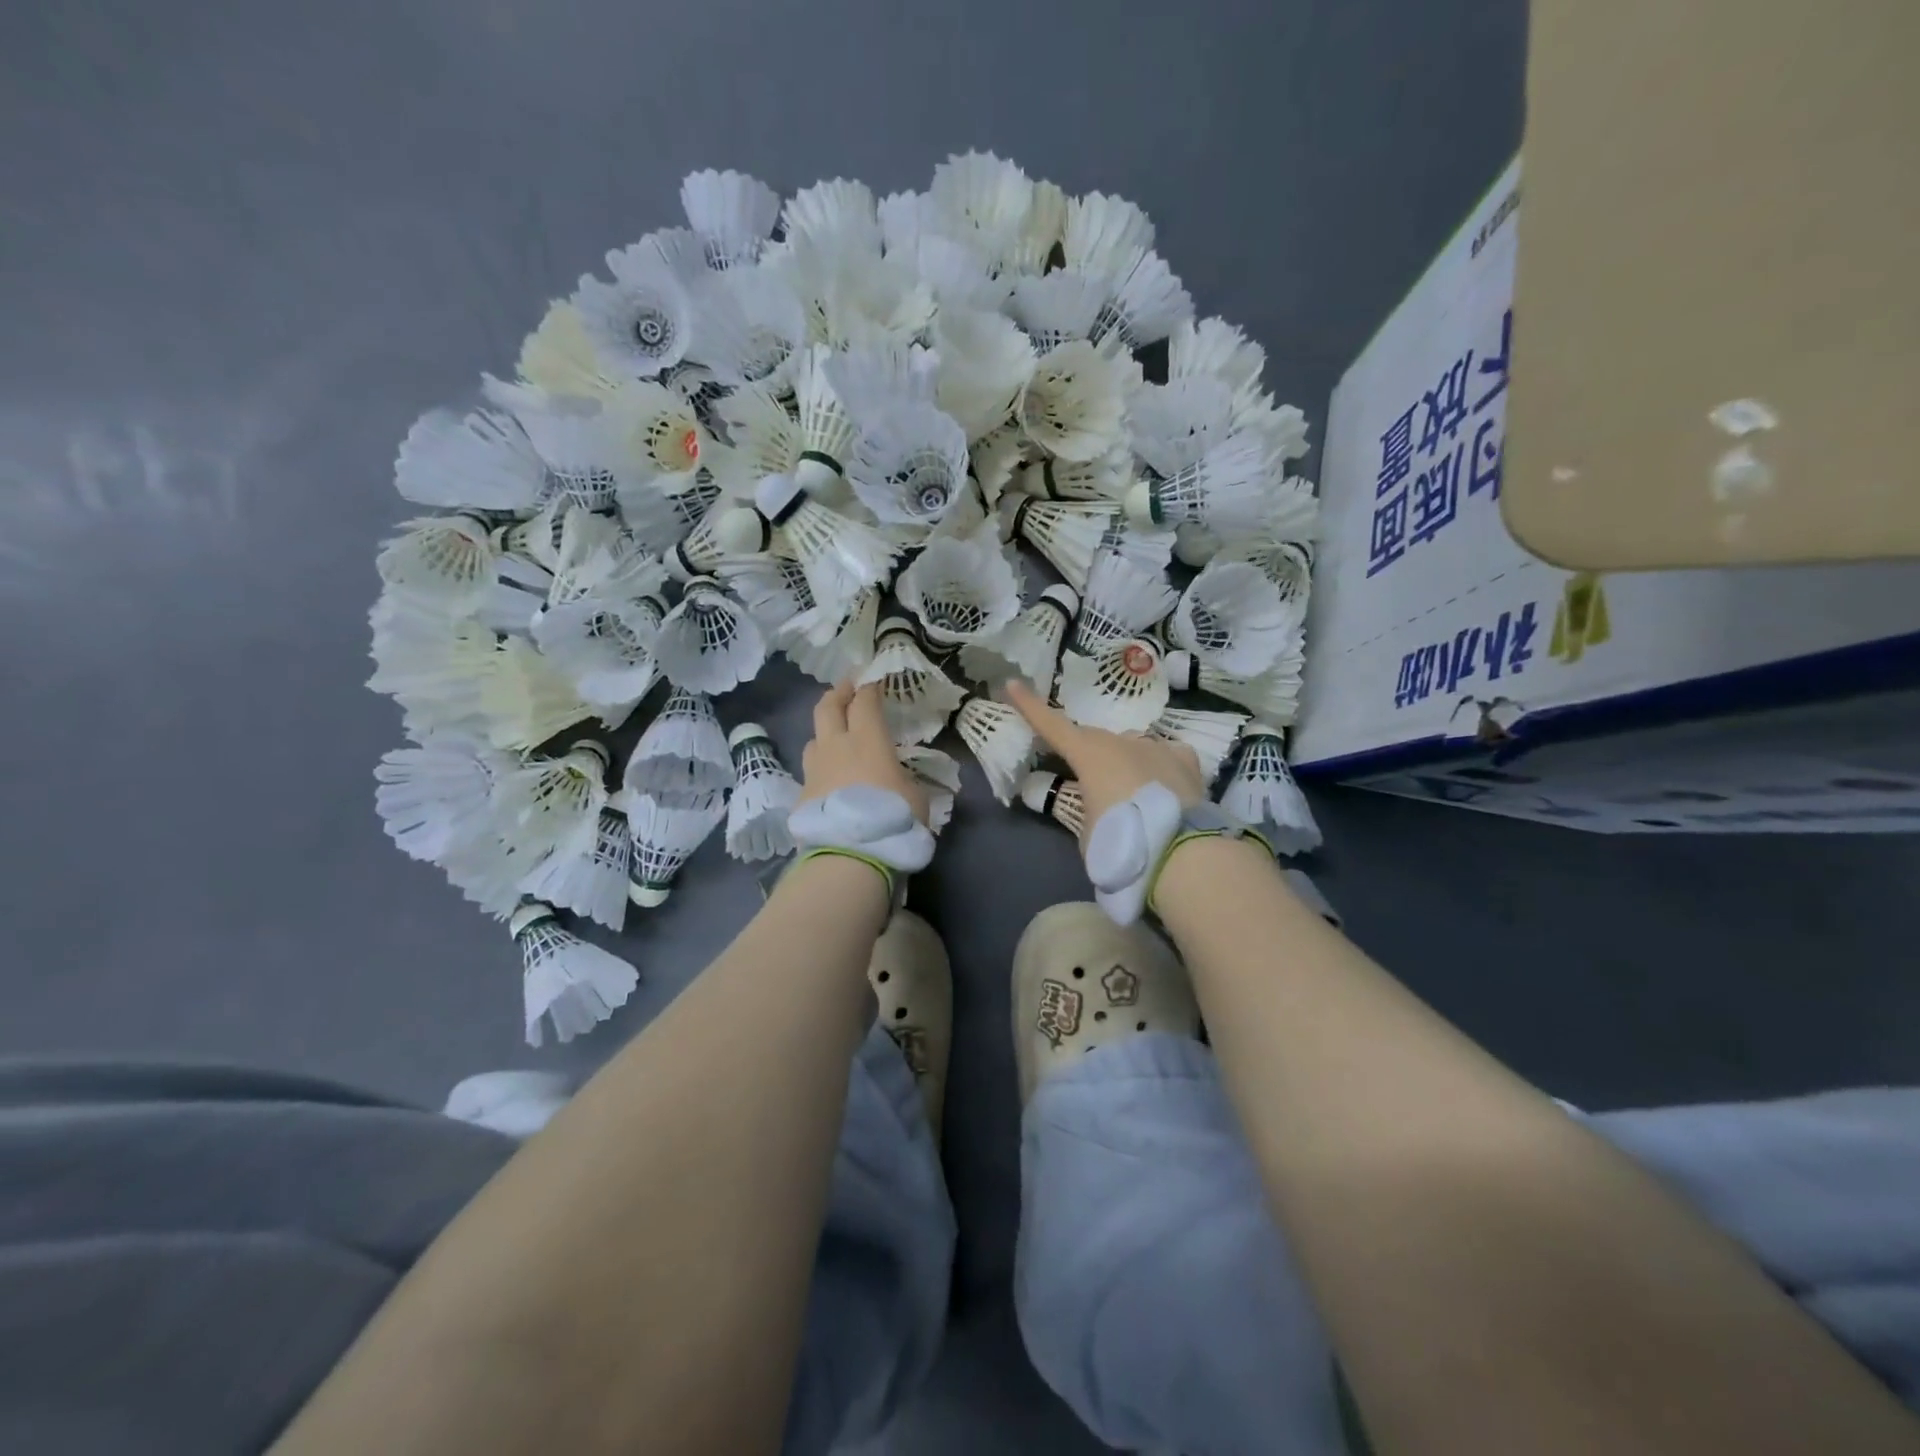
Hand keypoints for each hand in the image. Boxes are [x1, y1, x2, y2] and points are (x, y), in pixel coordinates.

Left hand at [798, 682, 930, 825]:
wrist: (850, 854)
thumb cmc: (892, 819)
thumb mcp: (915, 796)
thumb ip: (904, 779)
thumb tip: (897, 780)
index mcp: (868, 740)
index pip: (864, 701)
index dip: (869, 688)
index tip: (873, 682)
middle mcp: (836, 746)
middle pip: (828, 706)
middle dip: (838, 693)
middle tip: (846, 689)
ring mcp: (814, 769)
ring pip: (814, 737)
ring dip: (825, 731)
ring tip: (835, 737)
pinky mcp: (802, 794)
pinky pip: (810, 770)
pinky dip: (821, 767)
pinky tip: (829, 779)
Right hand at [1005, 680, 1205, 843]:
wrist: (1182, 853)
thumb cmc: (1121, 844)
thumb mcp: (1087, 831)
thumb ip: (1088, 809)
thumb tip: (1101, 807)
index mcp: (1088, 755)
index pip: (1051, 725)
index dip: (1029, 705)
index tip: (1012, 683)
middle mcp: (1121, 741)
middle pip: (1094, 739)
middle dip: (1086, 754)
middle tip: (1086, 779)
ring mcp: (1156, 747)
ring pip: (1131, 746)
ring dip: (1124, 762)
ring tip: (1130, 793)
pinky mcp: (1185, 760)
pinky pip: (1166, 755)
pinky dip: (1159, 765)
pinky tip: (1163, 784)